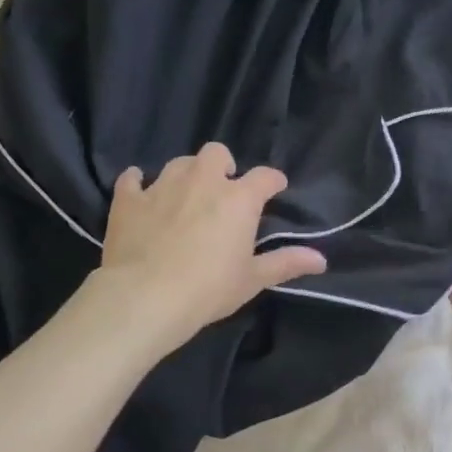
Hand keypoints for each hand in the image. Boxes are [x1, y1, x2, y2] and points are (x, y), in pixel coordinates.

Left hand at [98, 143, 325, 345]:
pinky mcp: (129, 200)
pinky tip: (140, 191)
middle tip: (223, 190)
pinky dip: (138, 183)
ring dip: (186, 174)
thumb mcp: (252, 279)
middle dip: (223, 166)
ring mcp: (162, 186)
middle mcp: (202, 181)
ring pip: (179, 163)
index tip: (275, 189)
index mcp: (238, 199)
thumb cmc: (208, 289)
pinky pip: (132, 178)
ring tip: (186, 194)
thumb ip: (286, 263)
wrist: (145, 297)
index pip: (265, 177)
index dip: (273, 181)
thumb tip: (321, 259)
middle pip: (217, 153)